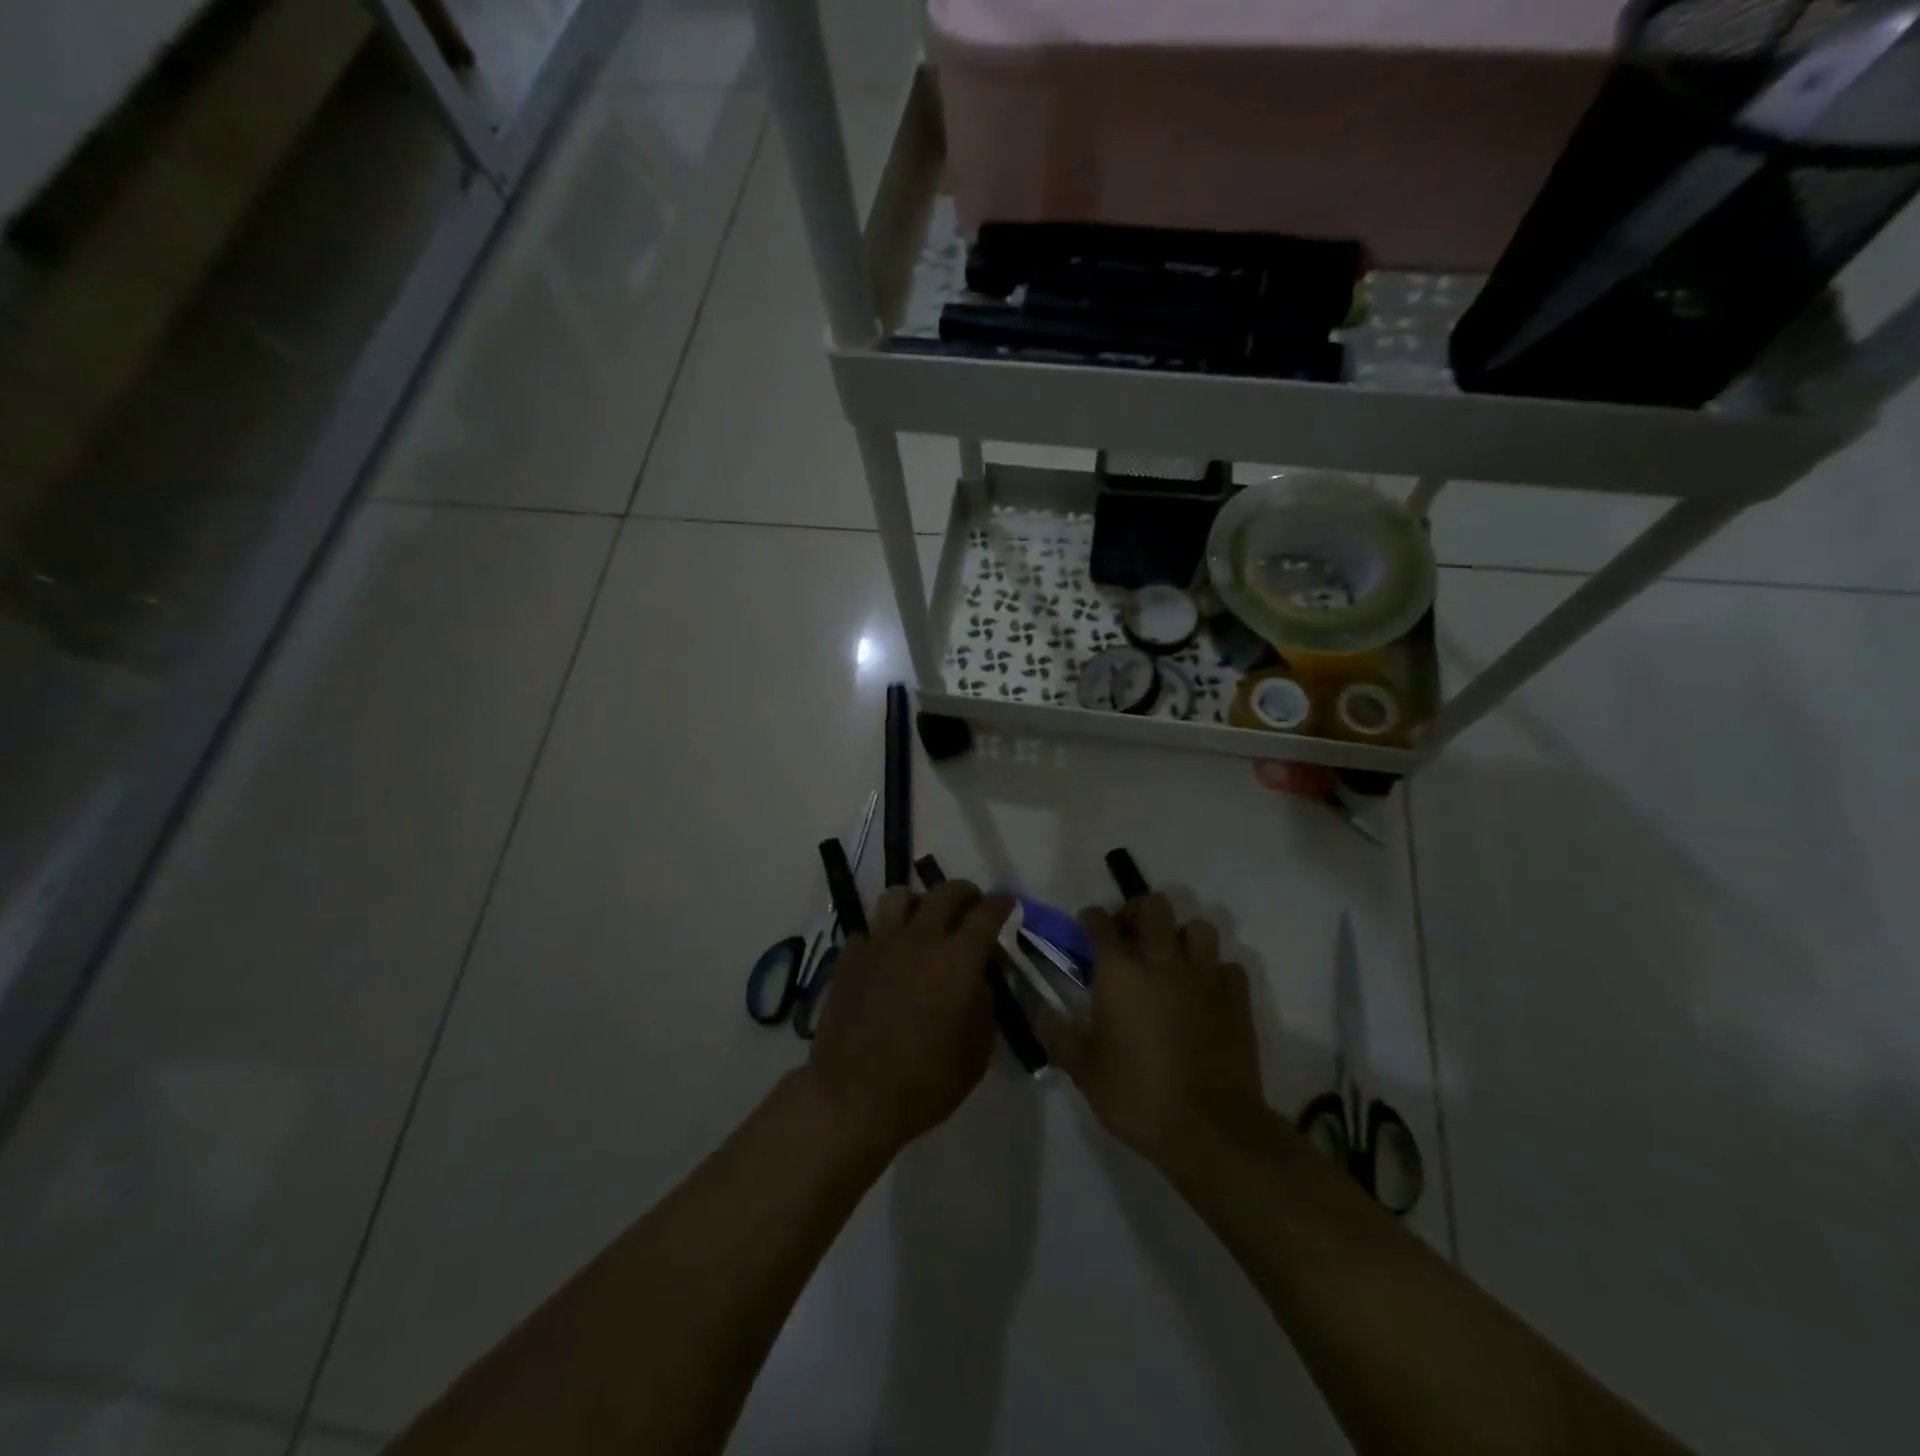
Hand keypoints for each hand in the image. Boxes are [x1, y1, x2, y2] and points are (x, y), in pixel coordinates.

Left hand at [805, 881, 1013, 1156]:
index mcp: (958, 960)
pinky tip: (887, 954)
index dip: (1000, 904)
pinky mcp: (850, 956)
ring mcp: (880, 943)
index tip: (1006, 903)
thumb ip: (984, 1006)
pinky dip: (884, 934)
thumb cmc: (924, 1082)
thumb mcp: (976, 1053)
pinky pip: (870, 928)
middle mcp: (920, 939)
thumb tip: (980, 981)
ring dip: (919, 902)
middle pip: (945, 892)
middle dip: (965, 893)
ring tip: (923, 921)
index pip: (986, 914)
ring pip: (901, 896)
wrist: (852, 1097)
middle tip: (970, 906)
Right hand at [1053, 894, 1267, 1172]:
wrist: (1210, 1129)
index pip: (1101, 922)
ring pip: (1199, 928)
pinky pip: (1228, 967)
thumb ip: (1058, 1035)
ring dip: (1182, 937)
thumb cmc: (1137, 1095)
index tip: (1086, 928)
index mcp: (1120, 971)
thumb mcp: (1083, 1070)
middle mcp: (1163, 960)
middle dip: (1138, 913)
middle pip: (1154, 906)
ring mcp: (1204, 977)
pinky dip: (1215, 972)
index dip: (1090, 919)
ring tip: (1171, 961)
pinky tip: (1205, 992)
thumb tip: (1039, 1013)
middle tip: (1129, 938)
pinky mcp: (1236, 999)